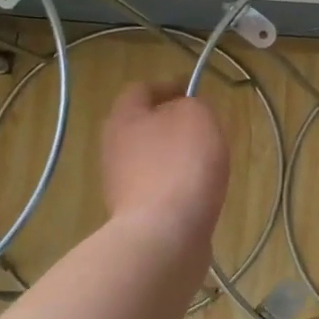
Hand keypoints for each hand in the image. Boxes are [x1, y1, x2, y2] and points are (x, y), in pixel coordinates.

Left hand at [100, 83, 229, 245]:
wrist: (165, 233)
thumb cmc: (182, 165)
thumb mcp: (197, 117)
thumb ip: (192, 104)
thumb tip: (184, 109)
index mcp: (124, 117)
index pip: (141, 89)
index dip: (168, 85)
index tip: (194, 89)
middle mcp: (114, 147)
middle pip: (141, 125)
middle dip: (169, 122)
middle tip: (201, 125)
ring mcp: (121, 183)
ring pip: (149, 157)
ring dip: (173, 154)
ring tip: (205, 160)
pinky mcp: (135, 212)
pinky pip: (157, 186)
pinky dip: (175, 183)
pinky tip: (198, 190)